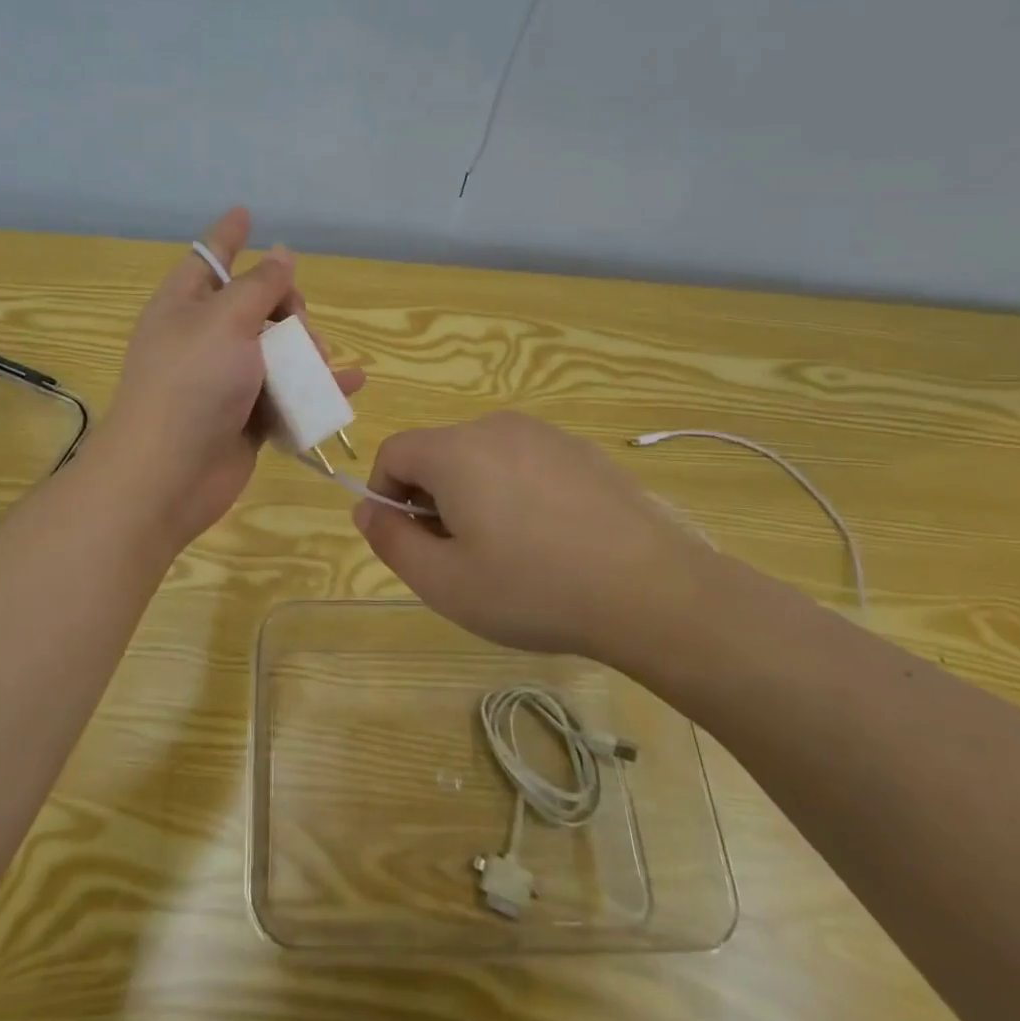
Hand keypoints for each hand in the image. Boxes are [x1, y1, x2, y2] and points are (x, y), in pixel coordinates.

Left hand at [98, 207, 363, 547]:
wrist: (169, 475)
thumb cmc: (191, 384)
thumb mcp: (225, 321)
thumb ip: (259, 287)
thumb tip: (281, 254)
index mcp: (184, 306)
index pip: (209, 258)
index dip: (229, 235)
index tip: (247, 212)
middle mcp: (204, 339)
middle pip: (255, 306)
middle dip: (286, 306)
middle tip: (298, 321)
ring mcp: (226, 380)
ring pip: (277, 351)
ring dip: (305, 351)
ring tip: (318, 361)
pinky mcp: (246, 417)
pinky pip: (288, 393)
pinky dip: (317, 388)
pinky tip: (350, 383)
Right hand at [351, 412, 720, 667]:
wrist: (653, 592)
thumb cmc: (533, 588)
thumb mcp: (443, 582)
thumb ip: (390, 541)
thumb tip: (366, 509)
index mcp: (456, 451)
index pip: (394, 452)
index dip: (386, 495)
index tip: (408, 540)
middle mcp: (496, 428)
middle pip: (438, 454)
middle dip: (431, 500)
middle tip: (457, 557)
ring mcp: (545, 436)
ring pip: (482, 459)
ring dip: (473, 496)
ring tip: (505, 553)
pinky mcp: (582, 452)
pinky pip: (524, 463)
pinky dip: (515, 492)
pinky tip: (548, 541)